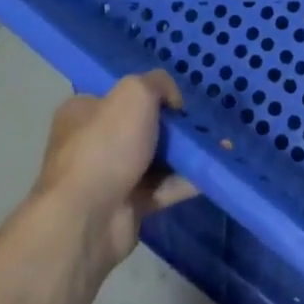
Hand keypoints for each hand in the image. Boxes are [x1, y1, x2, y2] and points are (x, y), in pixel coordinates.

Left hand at [31, 70, 196, 270]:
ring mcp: (110, 177)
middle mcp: (93, 142)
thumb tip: (172, 101)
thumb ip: (158, 84)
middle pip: (141, 126)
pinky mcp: (128, 207)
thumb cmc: (106, 145)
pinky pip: (164, 187)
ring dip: (185, 152)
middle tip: (201, 122)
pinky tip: (213, 168)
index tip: (176, 98)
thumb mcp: (134, 93)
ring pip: (156, 158)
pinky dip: (187, 180)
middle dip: (172, 125)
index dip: (148, 92)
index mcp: (83, 111)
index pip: (118, 94)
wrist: (87, 219)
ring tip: (220, 143)